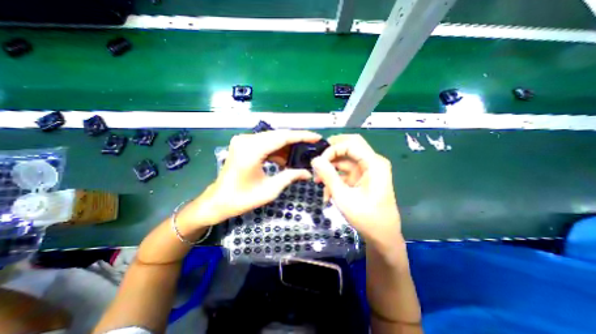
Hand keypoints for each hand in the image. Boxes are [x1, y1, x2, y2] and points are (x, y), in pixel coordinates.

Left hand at [185, 131, 323, 226]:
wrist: (217, 201)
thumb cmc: (241, 199)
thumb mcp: (270, 190)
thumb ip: (290, 177)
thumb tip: (309, 173)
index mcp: (251, 150)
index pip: (282, 137)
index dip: (302, 136)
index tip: (317, 137)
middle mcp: (246, 140)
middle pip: (278, 135)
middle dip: (296, 141)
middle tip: (312, 147)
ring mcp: (243, 141)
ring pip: (272, 139)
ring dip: (287, 147)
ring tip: (301, 156)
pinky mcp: (243, 145)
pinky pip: (265, 143)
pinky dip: (277, 150)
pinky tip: (286, 160)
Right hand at [310, 133, 402, 247]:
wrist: (382, 236)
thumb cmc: (366, 217)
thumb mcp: (343, 196)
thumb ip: (328, 176)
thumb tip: (315, 159)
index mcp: (374, 163)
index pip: (350, 144)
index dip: (332, 149)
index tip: (319, 162)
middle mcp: (372, 162)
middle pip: (349, 147)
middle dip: (331, 154)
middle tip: (317, 161)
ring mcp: (367, 170)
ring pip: (345, 161)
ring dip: (331, 170)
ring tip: (318, 183)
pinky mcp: (362, 178)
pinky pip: (345, 172)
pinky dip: (335, 179)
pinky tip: (327, 193)